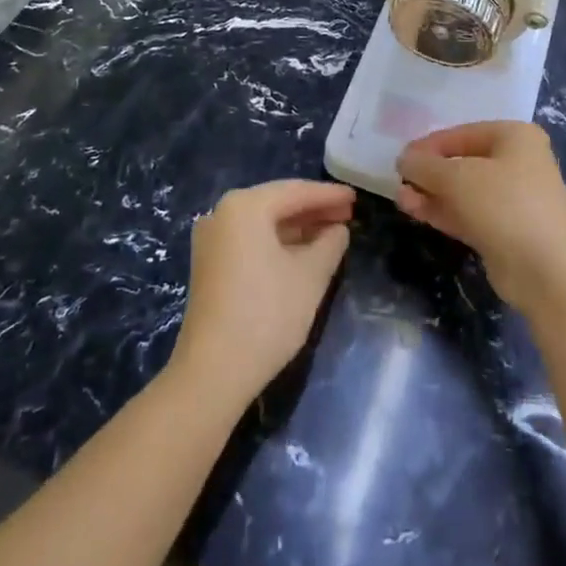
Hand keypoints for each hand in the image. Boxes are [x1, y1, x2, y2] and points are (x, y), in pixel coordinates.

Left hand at [171, 179, 353, 404]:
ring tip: (331, 234)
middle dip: (313, 210)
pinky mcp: (209, 265)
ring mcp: (212, 240)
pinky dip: (277, 243)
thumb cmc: (266, 315)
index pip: (296, 191)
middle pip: (277, 203)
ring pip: (263, 223)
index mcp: (244, 206)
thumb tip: (337, 230)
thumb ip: (330, 244)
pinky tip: (302, 253)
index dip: (329, 195)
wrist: (212, 373)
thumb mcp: (310, 276)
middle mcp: (222, 213)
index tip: (356, 198)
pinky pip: (250, 240)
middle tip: (347, 215)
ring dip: (297, 228)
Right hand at [397, 122, 565, 313]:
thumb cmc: (506, 205)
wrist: (550, 272)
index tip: (401, 158)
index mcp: (514, 137)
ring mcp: (513, 199)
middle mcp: (517, 163)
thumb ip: (425, 165)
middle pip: (463, 162)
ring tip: (400, 197)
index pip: (461, 134)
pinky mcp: (505, 231)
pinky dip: (443, 211)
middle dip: (430, 171)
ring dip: (432, 193)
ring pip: (463, 190)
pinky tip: (414, 210)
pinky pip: (468, 213)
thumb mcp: (457, 178)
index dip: (429, 145)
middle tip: (398, 179)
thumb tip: (404, 159)